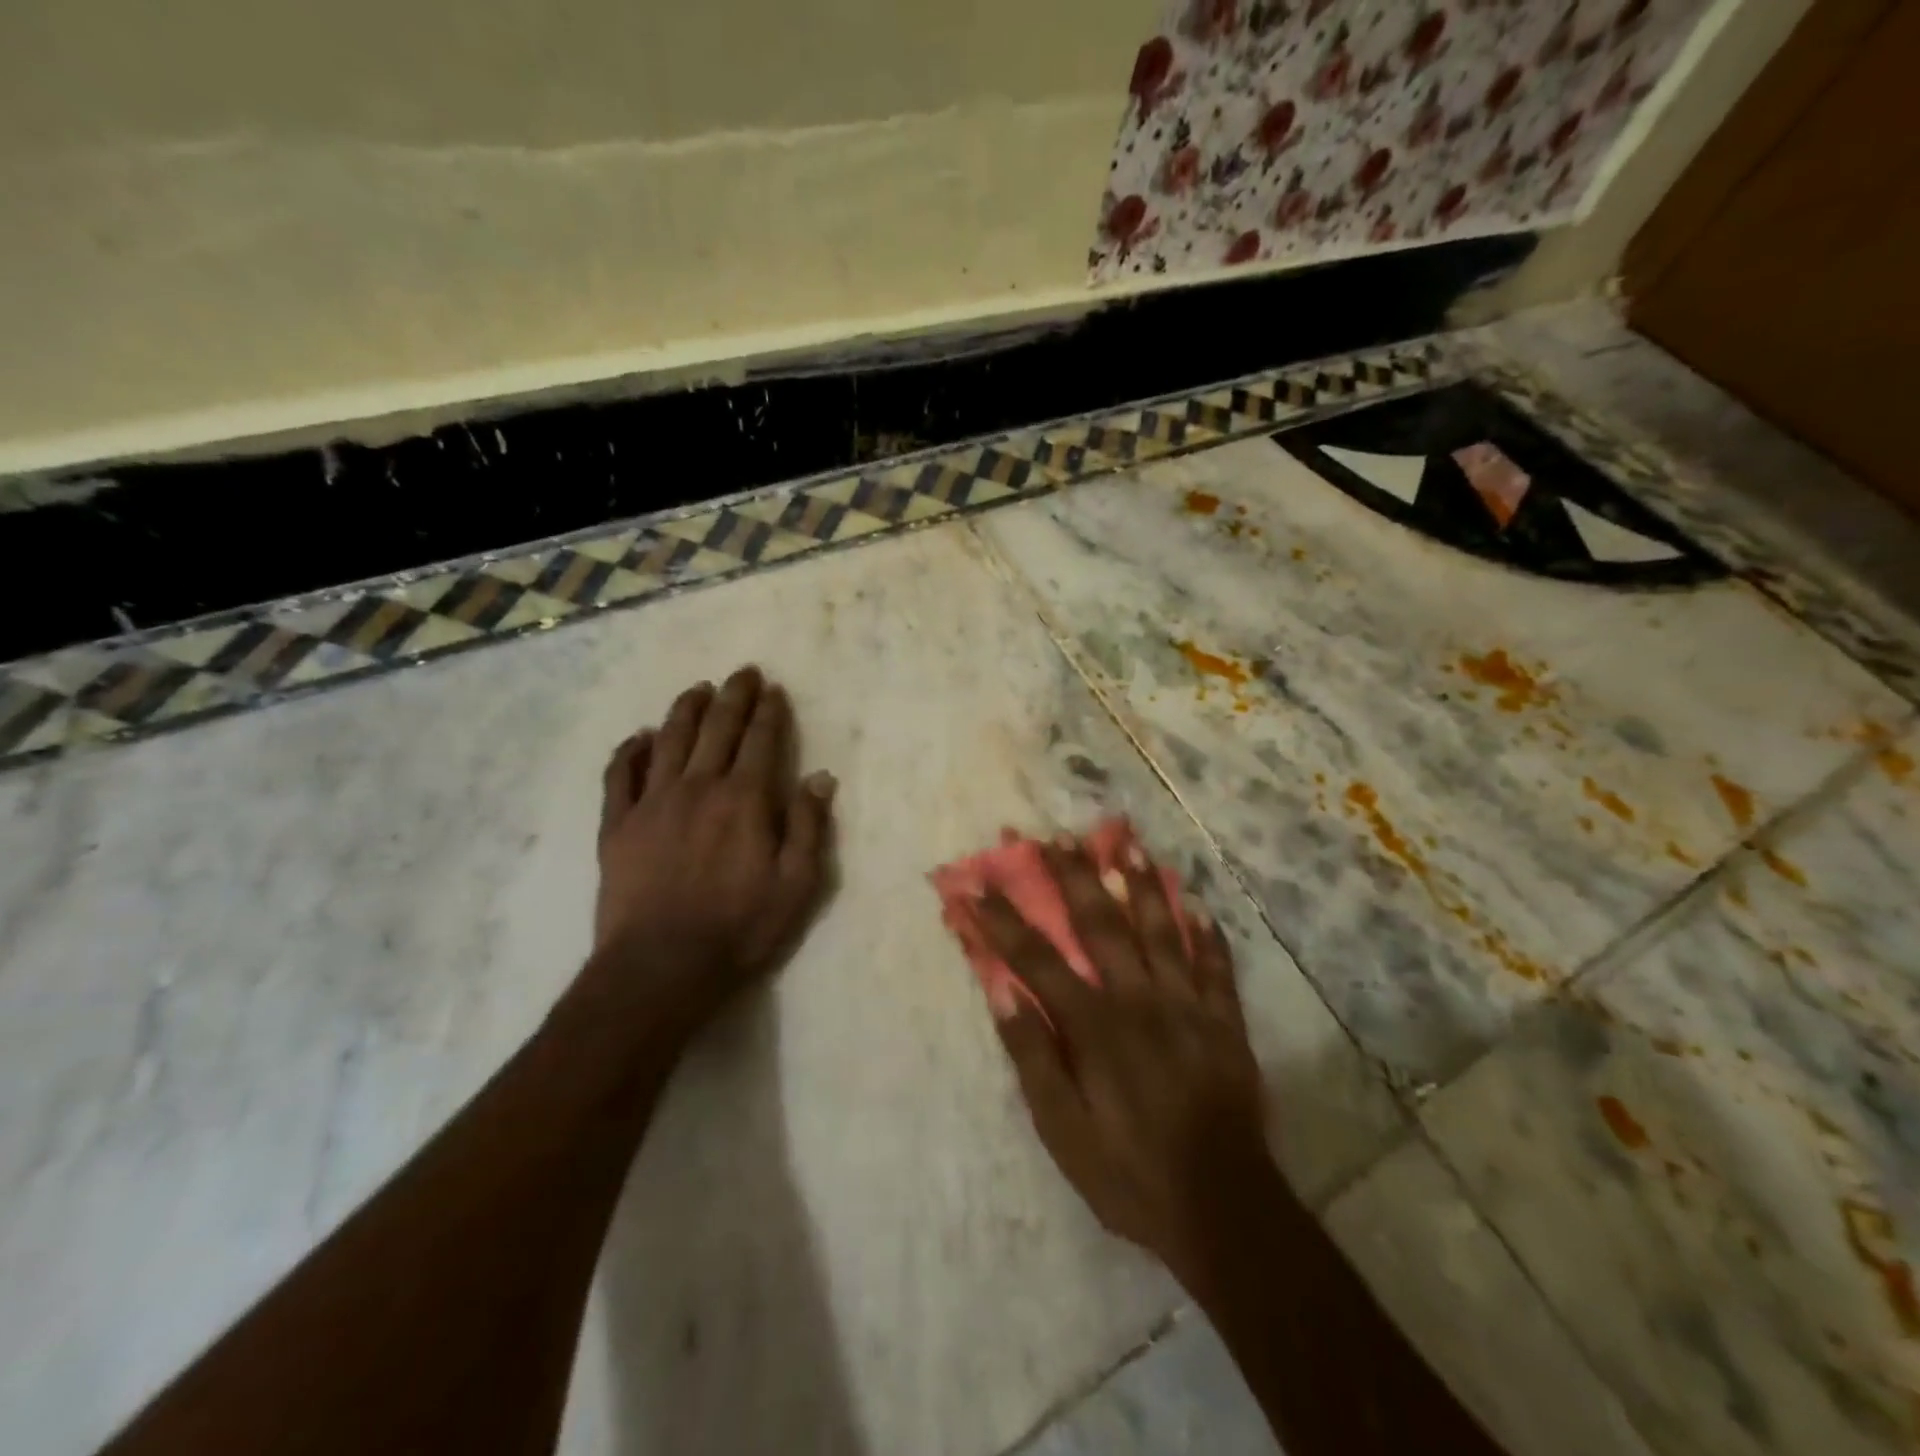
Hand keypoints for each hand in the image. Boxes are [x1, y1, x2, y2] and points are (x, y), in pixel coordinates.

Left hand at [585, 665, 836, 1037]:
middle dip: (733, 697)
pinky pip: (620, 776)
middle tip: (742, 673)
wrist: (660, 968)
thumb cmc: (740, 928)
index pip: (761, 741)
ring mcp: (652, 803)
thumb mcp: (797, 885)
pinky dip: (630, 751)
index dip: (770, 712)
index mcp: (744, 799)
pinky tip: (639, 737)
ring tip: (697, 689)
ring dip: (686, 710)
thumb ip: (809, 826)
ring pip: (670, 740)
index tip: (774, 690)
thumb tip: (821, 778)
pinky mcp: (617, 826)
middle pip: (717, 729)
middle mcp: (698, 787)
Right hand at [972, 837, 1276, 1283]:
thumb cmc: (1130, 1174)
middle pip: (1101, 925)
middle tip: (1055, 836)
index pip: (1037, 958)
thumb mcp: (1063, 1131)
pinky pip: (1216, 966)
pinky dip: (1207, 933)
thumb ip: (1033, 1057)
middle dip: (1073, 877)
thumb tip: (1002, 991)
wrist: (1224, 1211)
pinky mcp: (1226, 1022)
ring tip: (1126, 843)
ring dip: (1141, 883)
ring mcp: (1189, 1006)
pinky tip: (1199, 904)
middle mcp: (1140, 999)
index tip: (977, 884)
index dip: (1003, 919)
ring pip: (1162, 930)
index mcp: (1095, 1025)